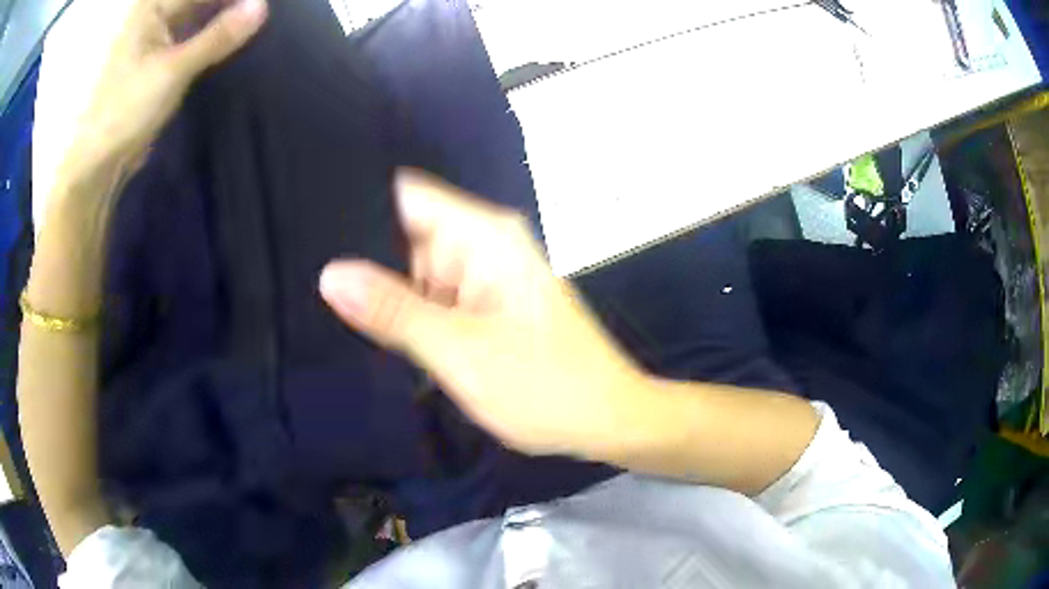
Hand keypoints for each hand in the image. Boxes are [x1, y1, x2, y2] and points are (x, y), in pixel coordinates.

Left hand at [59, 0, 267, 184]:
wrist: (95, 164)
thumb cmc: (125, 112)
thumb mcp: (173, 71)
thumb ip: (217, 36)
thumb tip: (261, 6)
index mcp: (150, 7)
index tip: (260, 3)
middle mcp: (151, 13)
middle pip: (197, 0)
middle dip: (229, 4)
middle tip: (257, 11)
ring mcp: (152, 35)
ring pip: (195, 13)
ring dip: (220, 16)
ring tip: (250, 19)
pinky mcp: (154, 57)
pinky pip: (188, 32)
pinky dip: (207, 32)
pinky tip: (227, 35)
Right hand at [320, 170, 648, 457]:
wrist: (607, 420)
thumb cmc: (546, 387)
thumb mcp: (461, 351)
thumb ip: (394, 312)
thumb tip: (329, 274)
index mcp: (483, 237)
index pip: (405, 196)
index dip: (356, 204)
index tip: (306, 224)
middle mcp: (481, 245)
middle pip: (403, 233)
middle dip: (359, 256)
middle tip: (301, 275)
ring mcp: (481, 277)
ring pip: (412, 269)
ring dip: (377, 287)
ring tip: (317, 301)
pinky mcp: (482, 306)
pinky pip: (430, 296)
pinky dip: (402, 310)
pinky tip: (361, 324)